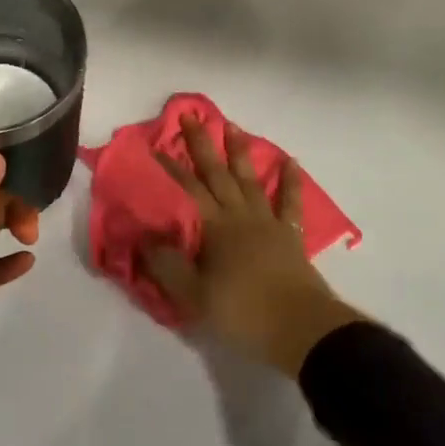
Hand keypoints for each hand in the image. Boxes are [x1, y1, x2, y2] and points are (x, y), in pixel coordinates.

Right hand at [141, 120, 359, 377]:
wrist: (300, 328)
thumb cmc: (242, 312)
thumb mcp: (194, 296)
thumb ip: (167, 265)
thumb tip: (144, 238)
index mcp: (216, 228)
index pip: (188, 190)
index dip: (171, 167)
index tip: (156, 145)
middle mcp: (241, 216)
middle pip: (218, 174)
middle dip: (202, 145)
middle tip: (192, 116)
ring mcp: (268, 222)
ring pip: (251, 180)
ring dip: (240, 153)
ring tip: (232, 128)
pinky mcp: (290, 235)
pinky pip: (291, 202)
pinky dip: (291, 181)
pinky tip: (290, 162)